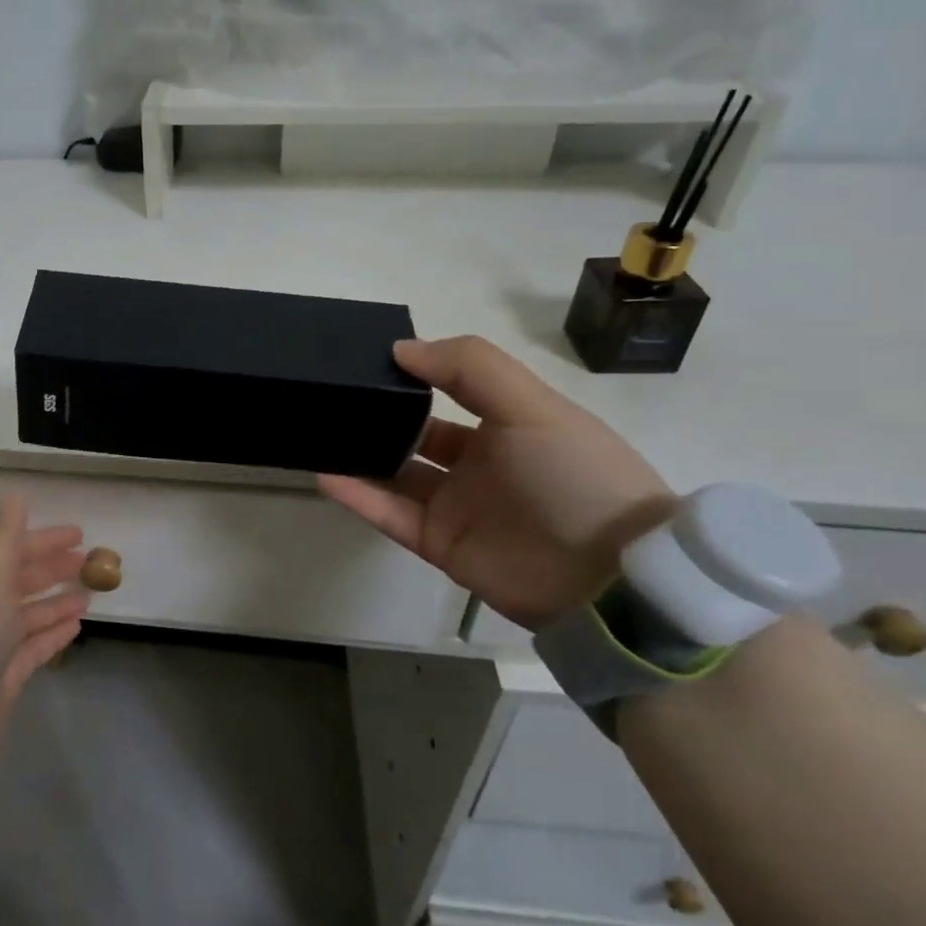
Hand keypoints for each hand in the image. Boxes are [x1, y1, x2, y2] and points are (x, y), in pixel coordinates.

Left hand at [0, 495, 88, 759]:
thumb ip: (5, 535)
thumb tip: (16, 494)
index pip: (11, 549)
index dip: (44, 539)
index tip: (78, 533)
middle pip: (22, 580)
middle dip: (54, 567)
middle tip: (90, 560)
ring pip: (31, 613)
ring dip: (59, 600)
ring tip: (90, 591)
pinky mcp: (5, 675)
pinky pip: (36, 646)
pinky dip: (55, 632)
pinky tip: (77, 624)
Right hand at [318, 337, 674, 627]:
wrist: (607, 578)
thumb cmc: (573, 475)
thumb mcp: (533, 406)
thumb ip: (470, 368)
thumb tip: (401, 348)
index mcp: (506, 424)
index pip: (450, 392)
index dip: (414, 375)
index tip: (368, 359)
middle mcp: (478, 462)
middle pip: (416, 434)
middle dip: (380, 416)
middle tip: (333, 397)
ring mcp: (456, 505)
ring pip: (395, 474)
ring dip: (360, 456)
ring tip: (318, 432)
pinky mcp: (437, 543)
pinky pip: (389, 514)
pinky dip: (357, 495)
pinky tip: (324, 473)